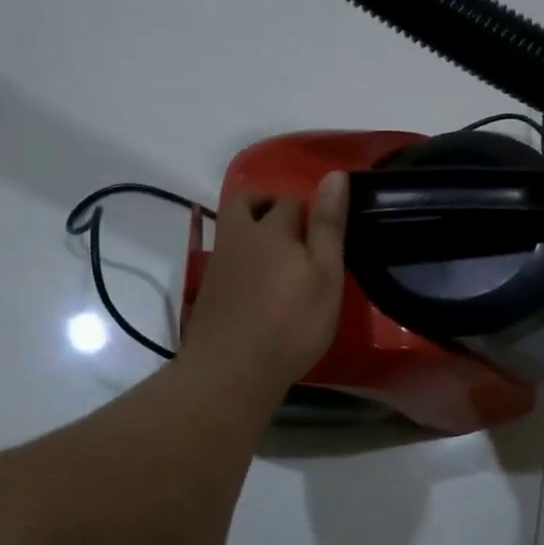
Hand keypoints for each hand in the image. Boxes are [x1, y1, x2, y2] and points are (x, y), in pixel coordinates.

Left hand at [181, 171, 348, 394]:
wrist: (231, 370)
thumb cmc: (290, 323)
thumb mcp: (325, 275)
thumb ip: (328, 225)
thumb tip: (335, 174)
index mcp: (271, 228)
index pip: (291, 201)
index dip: (309, 211)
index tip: (323, 234)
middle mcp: (239, 236)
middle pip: (246, 203)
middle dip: (267, 205)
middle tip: (292, 229)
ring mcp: (219, 262)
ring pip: (233, 229)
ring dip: (252, 231)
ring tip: (279, 259)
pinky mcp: (208, 289)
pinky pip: (227, 258)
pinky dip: (243, 259)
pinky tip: (258, 285)